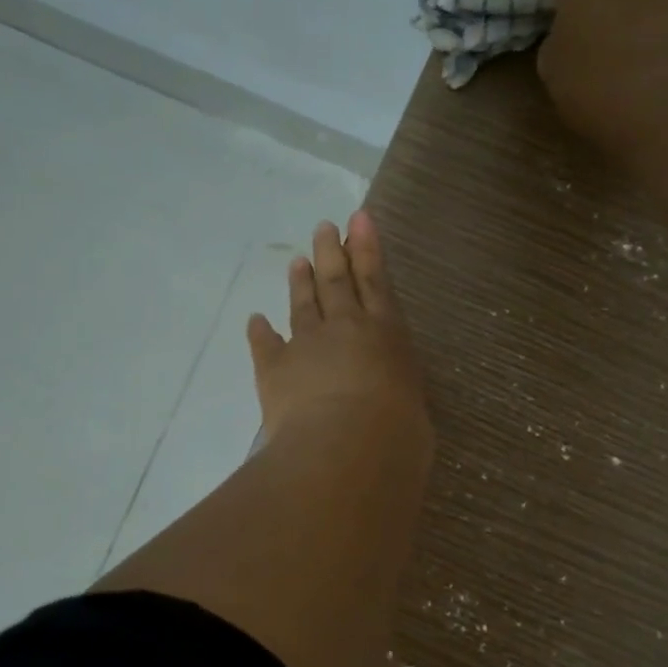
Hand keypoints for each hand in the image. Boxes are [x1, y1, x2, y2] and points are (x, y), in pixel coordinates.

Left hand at [248, 211, 430, 450]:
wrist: (346, 447)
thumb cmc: (396, 433)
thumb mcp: (412, 410)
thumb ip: (398, 395)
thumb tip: (390, 402)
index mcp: (386, 334)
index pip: (376, 282)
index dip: (367, 248)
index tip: (359, 220)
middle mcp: (346, 328)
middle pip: (337, 282)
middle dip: (331, 252)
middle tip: (324, 228)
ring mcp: (306, 344)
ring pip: (303, 304)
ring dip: (300, 282)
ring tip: (297, 262)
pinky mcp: (274, 368)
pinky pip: (265, 344)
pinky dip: (260, 331)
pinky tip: (255, 320)